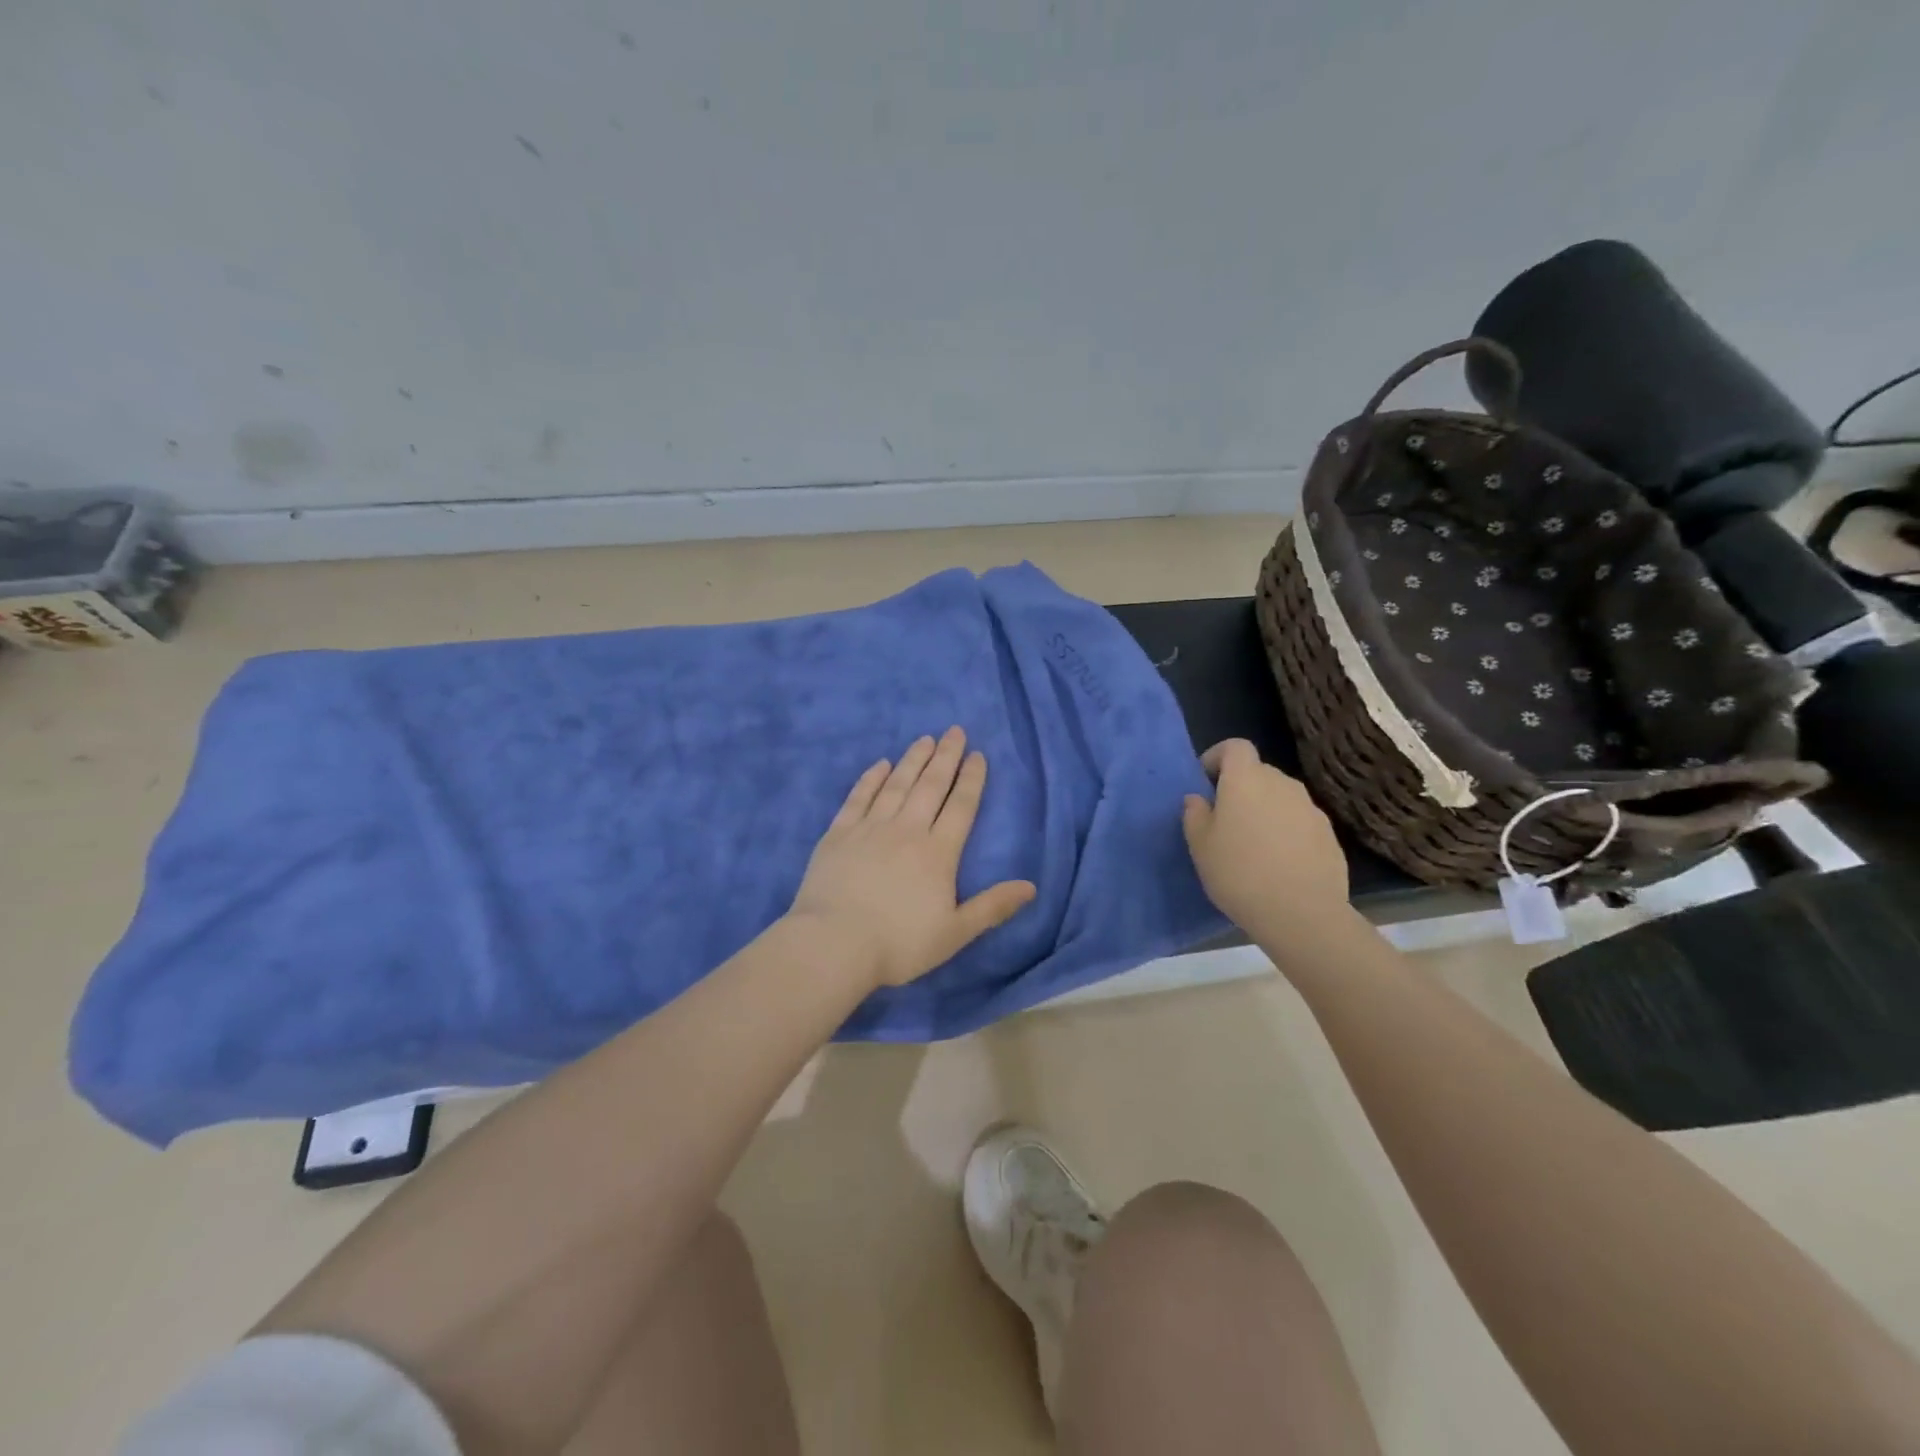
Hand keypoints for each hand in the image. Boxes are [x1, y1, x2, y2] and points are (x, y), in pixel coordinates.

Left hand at [788, 727, 1036, 989]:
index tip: (978, 754)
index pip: (961, 807)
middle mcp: (907, 830)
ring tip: (925, 739)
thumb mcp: (955, 932)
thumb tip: (1031, 886)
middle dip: (946, 757)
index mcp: (938, 852)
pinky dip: (870, 779)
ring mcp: (870, 828)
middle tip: (954, 730)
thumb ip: (992, 907)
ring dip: (912, 760)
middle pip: (930, 786)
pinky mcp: (838, 834)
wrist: (834, 944)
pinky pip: (858, 798)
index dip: (971, 779)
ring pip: (896, 785)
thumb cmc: (899, 943)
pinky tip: (880, 764)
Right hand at [1182, 739, 1350, 942]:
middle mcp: (1282, 784)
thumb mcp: (1200, 846)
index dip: (1218, 757)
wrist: (1301, 913)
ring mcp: (1310, 808)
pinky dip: (1286, 831)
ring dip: (1265, 810)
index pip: (1235, 746)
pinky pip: (1299, 821)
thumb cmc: (1239, 873)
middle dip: (1241, 788)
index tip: (1206, 781)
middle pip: (1258, 772)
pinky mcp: (1329, 834)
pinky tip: (1278, 863)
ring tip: (1253, 844)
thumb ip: (1195, 815)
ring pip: (1280, 797)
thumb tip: (1198, 798)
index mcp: (1246, 779)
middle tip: (1225, 820)